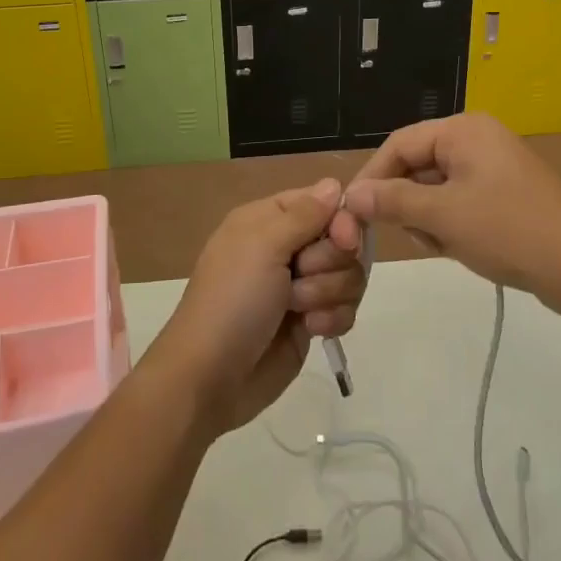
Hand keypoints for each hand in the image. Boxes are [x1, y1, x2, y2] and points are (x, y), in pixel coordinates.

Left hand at [149, 178, 366, 433]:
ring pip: (349, 275)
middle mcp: (287, 247)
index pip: (324, 202)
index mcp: (269, 219)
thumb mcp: (263, 245)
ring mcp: (300, 286)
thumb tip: (334, 183)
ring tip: (297, 310)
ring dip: (327, 293)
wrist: (211, 377)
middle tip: (299, 277)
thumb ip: (306, 213)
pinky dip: (333, 319)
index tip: (343, 239)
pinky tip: (311, 330)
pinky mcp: (311, 321)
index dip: (340, 220)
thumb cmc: (232, 300)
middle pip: (342, 240)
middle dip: (328, 263)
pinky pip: (346, 308)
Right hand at [336, 113, 560, 313]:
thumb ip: (393, 202)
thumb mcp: (442, 216)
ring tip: (445, 245)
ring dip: (429, 218)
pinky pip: (459, 201)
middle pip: (417, 165)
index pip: (399, 144)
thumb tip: (352, 195)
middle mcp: (476, 139)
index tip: (353, 212)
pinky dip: (451, 224)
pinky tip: (462, 247)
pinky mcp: (505, 193)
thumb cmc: (508, 230)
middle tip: (409, 235)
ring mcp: (493, 166)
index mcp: (463, 131)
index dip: (373, 177)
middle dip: (407, 202)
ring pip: (436, 188)